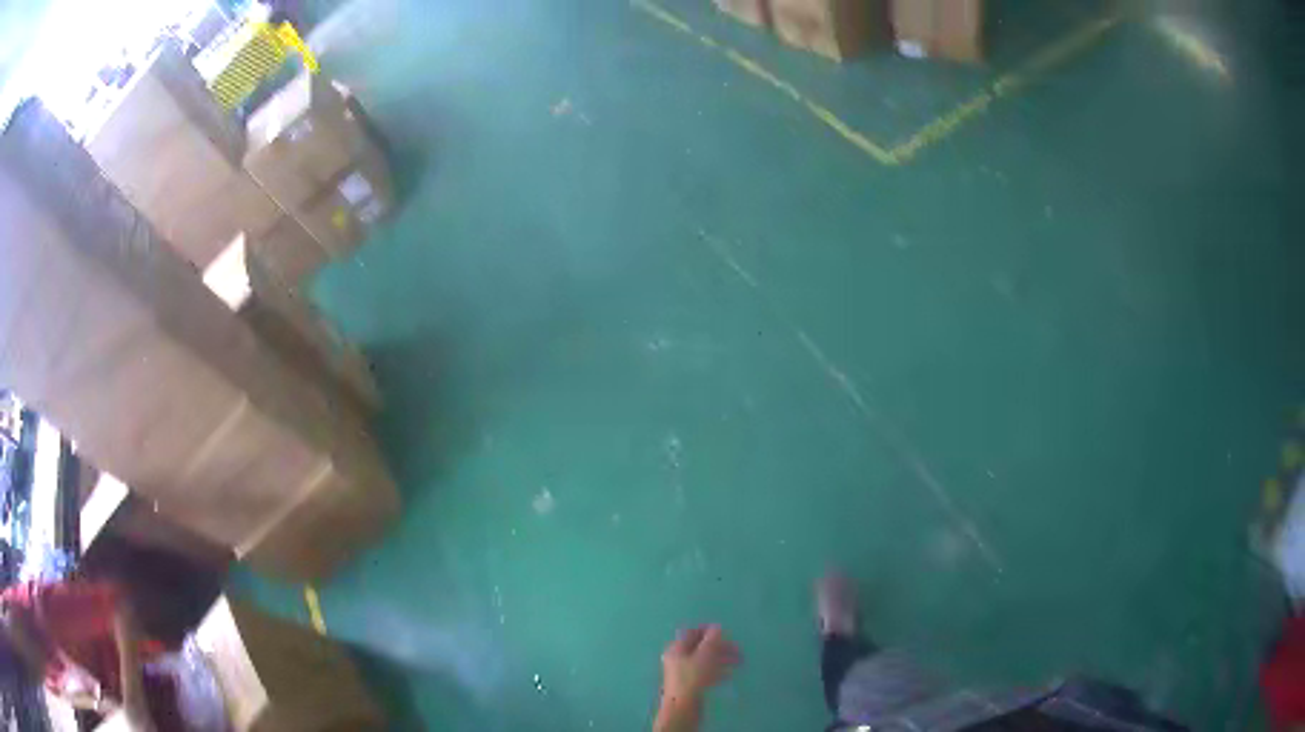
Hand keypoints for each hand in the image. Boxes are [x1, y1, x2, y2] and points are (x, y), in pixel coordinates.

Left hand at [660, 624, 741, 705]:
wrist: (683, 707)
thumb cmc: (693, 678)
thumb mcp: (705, 655)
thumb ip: (711, 640)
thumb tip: (716, 627)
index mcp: (677, 648)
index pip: (692, 632)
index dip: (709, 631)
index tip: (726, 634)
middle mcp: (677, 658)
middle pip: (700, 647)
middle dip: (720, 647)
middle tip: (738, 651)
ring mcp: (683, 672)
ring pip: (705, 660)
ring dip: (721, 659)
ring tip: (737, 663)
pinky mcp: (689, 684)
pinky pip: (704, 672)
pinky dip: (717, 671)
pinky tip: (727, 676)